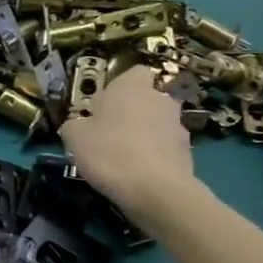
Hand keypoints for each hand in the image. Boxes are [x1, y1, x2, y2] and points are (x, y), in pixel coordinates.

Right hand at [60, 66, 196, 218]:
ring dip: (146, 136)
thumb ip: (75, 125)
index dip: (120, 87)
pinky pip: (166, 148)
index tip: (105, 106)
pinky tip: (140, 175)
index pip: (134, 72)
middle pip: (146, 99)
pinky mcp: (187, 151)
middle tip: (111, 135)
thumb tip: (78, 125)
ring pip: (158, 124)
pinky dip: (156, 157)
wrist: (155, 190)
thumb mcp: (74, 137)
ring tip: (126, 160)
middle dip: (133, 113)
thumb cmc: (109, 152)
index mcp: (132, 87)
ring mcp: (178, 125)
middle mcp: (160, 99)